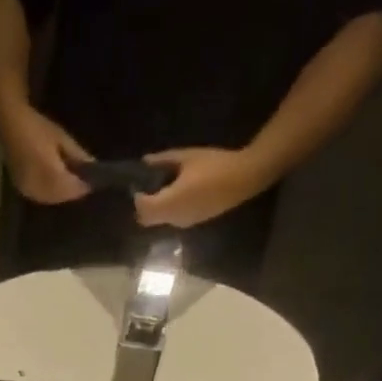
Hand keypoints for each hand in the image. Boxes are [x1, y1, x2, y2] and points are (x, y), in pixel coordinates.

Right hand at [0, 104, 93, 204]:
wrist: (11, 126)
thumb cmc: (39, 128)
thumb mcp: (62, 138)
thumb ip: (78, 156)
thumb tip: (92, 167)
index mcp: (51, 175)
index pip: (73, 188)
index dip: (84, 186)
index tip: (94, 181)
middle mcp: (39, 188)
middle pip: (62, 197)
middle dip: (73, 191)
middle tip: (83, 182)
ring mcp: (29, 191)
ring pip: (52, 199)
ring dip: (62, 194)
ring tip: (71, 183)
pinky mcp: (22, 190)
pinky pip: (41, 198)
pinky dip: (51, 194)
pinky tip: (55, 186)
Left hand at [133, 148, 277, 229]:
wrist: (244, 178)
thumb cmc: (215, 164)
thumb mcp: (188, 157)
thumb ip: (164, 159)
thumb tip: (145, 161)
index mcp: (171, 201)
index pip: (143, 207)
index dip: (137, 197)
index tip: (138, 184)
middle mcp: (173, 217)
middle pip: (147, 220)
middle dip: (143, 207)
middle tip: (147, 189)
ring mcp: (183, 223)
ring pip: (159, 222)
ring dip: (155, 210)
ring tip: (162, 189)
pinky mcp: (192, 223)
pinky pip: (171, 220)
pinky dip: (167, 211)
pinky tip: (176, 195)